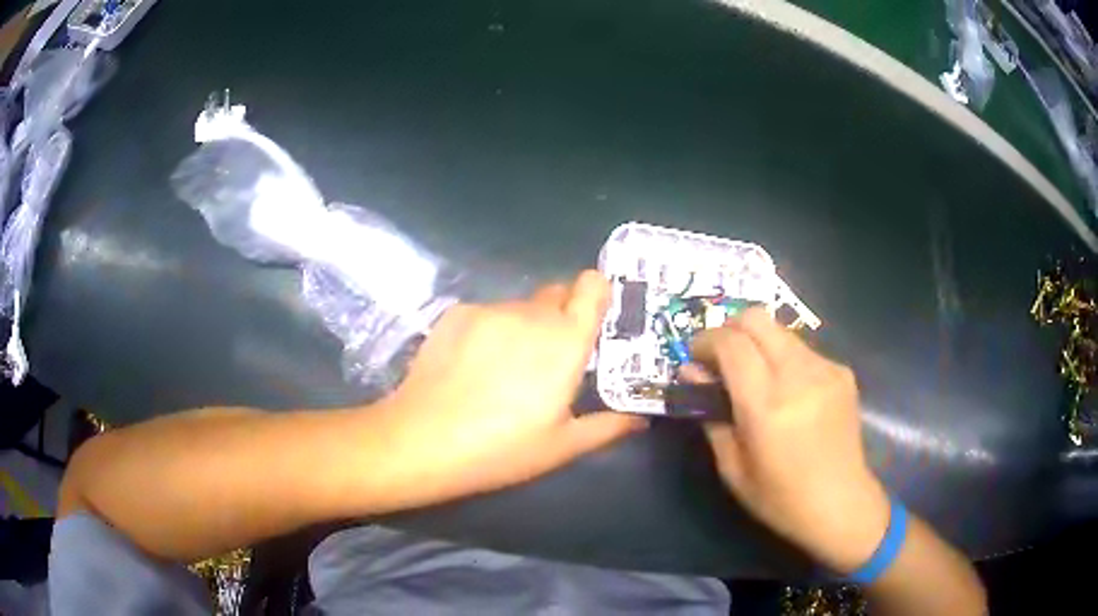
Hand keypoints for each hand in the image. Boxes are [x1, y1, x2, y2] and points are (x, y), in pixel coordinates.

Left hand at [374, 270, 646, 508]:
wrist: (423, 440)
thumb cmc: (502, 449)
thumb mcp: (562, 446)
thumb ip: (607, 427)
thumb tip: (639, 419)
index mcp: (565, 341)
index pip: (592, 286)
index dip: (598, 292)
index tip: (595, 316)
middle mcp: (530, 313)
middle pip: (556, 295)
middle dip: (561, 317)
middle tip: (550, 358)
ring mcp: (489, 309)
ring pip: (519, 307)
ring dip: (523, 326)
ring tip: (504, 369)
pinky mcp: (456, 313)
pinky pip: (487, 314)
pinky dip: (490, 330)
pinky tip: (471, 366)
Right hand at [690, 308, 889, 572]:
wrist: (841, 504)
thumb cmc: (780, 498)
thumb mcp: (732, 468)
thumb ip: (711, 414)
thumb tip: (693, 373)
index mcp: (768, 406)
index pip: (731, 343)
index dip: (705, 341)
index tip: (694, 357)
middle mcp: (799, 375)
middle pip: (757, 318)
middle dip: (729, 329)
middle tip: (719, 357)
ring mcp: (826, 369)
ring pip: (780, 330)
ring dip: (757, 342)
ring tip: (752, 375)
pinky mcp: (842, 372)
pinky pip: (802, 349)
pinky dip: (782, 357)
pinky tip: (785, 390)